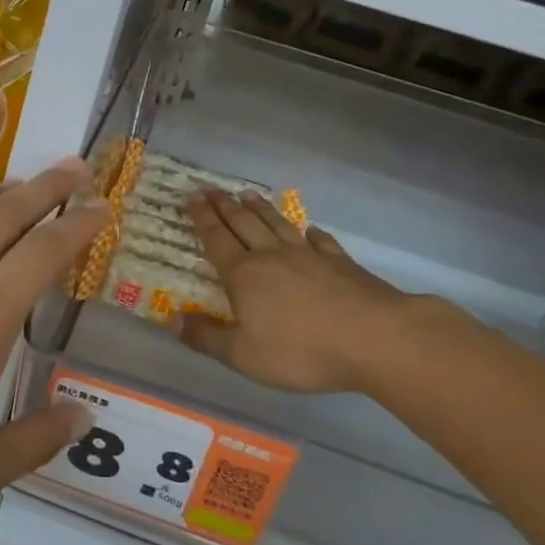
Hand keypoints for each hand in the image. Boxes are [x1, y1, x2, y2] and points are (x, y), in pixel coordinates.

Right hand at [181, 188, 455, 394]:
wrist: (373, 338)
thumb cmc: (300, 350)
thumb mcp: (243, 355)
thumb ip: (207, 337)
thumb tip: (171, 320)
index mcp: (244, 275)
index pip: (216, 239)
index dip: (202, 219)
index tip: (191, 198)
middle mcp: (272, 256)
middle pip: (243, 223)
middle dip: (224, 206)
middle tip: (210, 188)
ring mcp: (309, 255)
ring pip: (278, 224)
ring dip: (260, 209)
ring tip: (248, 194)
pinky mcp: (340, 262)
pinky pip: (319, 240)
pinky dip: (310, 232)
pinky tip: (309, 229)